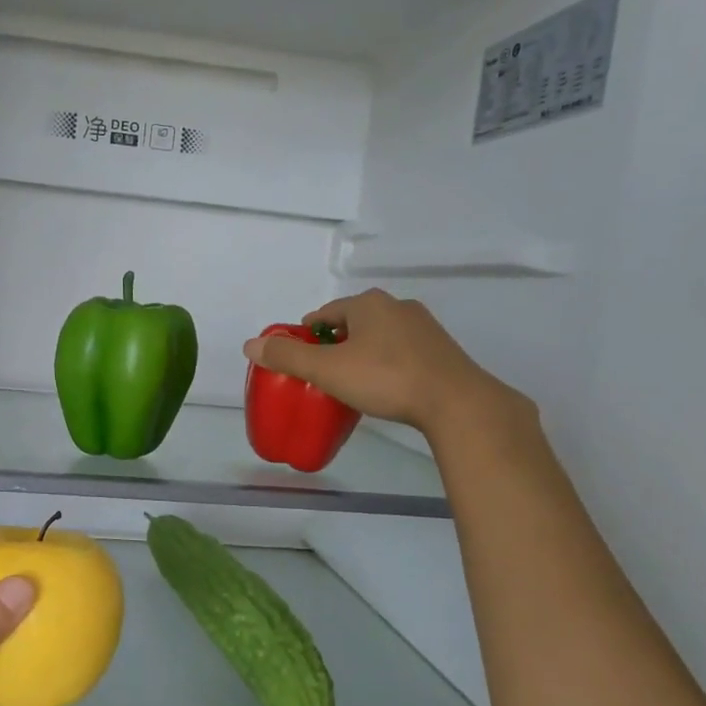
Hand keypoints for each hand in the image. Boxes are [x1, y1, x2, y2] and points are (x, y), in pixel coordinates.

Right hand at [242, 288, 532, 436]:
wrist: (455, 402)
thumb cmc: (386, 379)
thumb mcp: (328, 370)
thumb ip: (288, 357)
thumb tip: (250, 345)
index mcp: (368, 303)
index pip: (326, 313)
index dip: (308, 334)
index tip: (301, 358)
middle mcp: (397, 306)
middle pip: (353, 322)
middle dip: (336, 343)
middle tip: (323, 373)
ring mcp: (424, 326)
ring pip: (380, 336)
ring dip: (363, 353)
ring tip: (353, 382)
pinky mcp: (441, 350)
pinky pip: (402, 351)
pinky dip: (388, 364)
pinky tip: (386, 387)